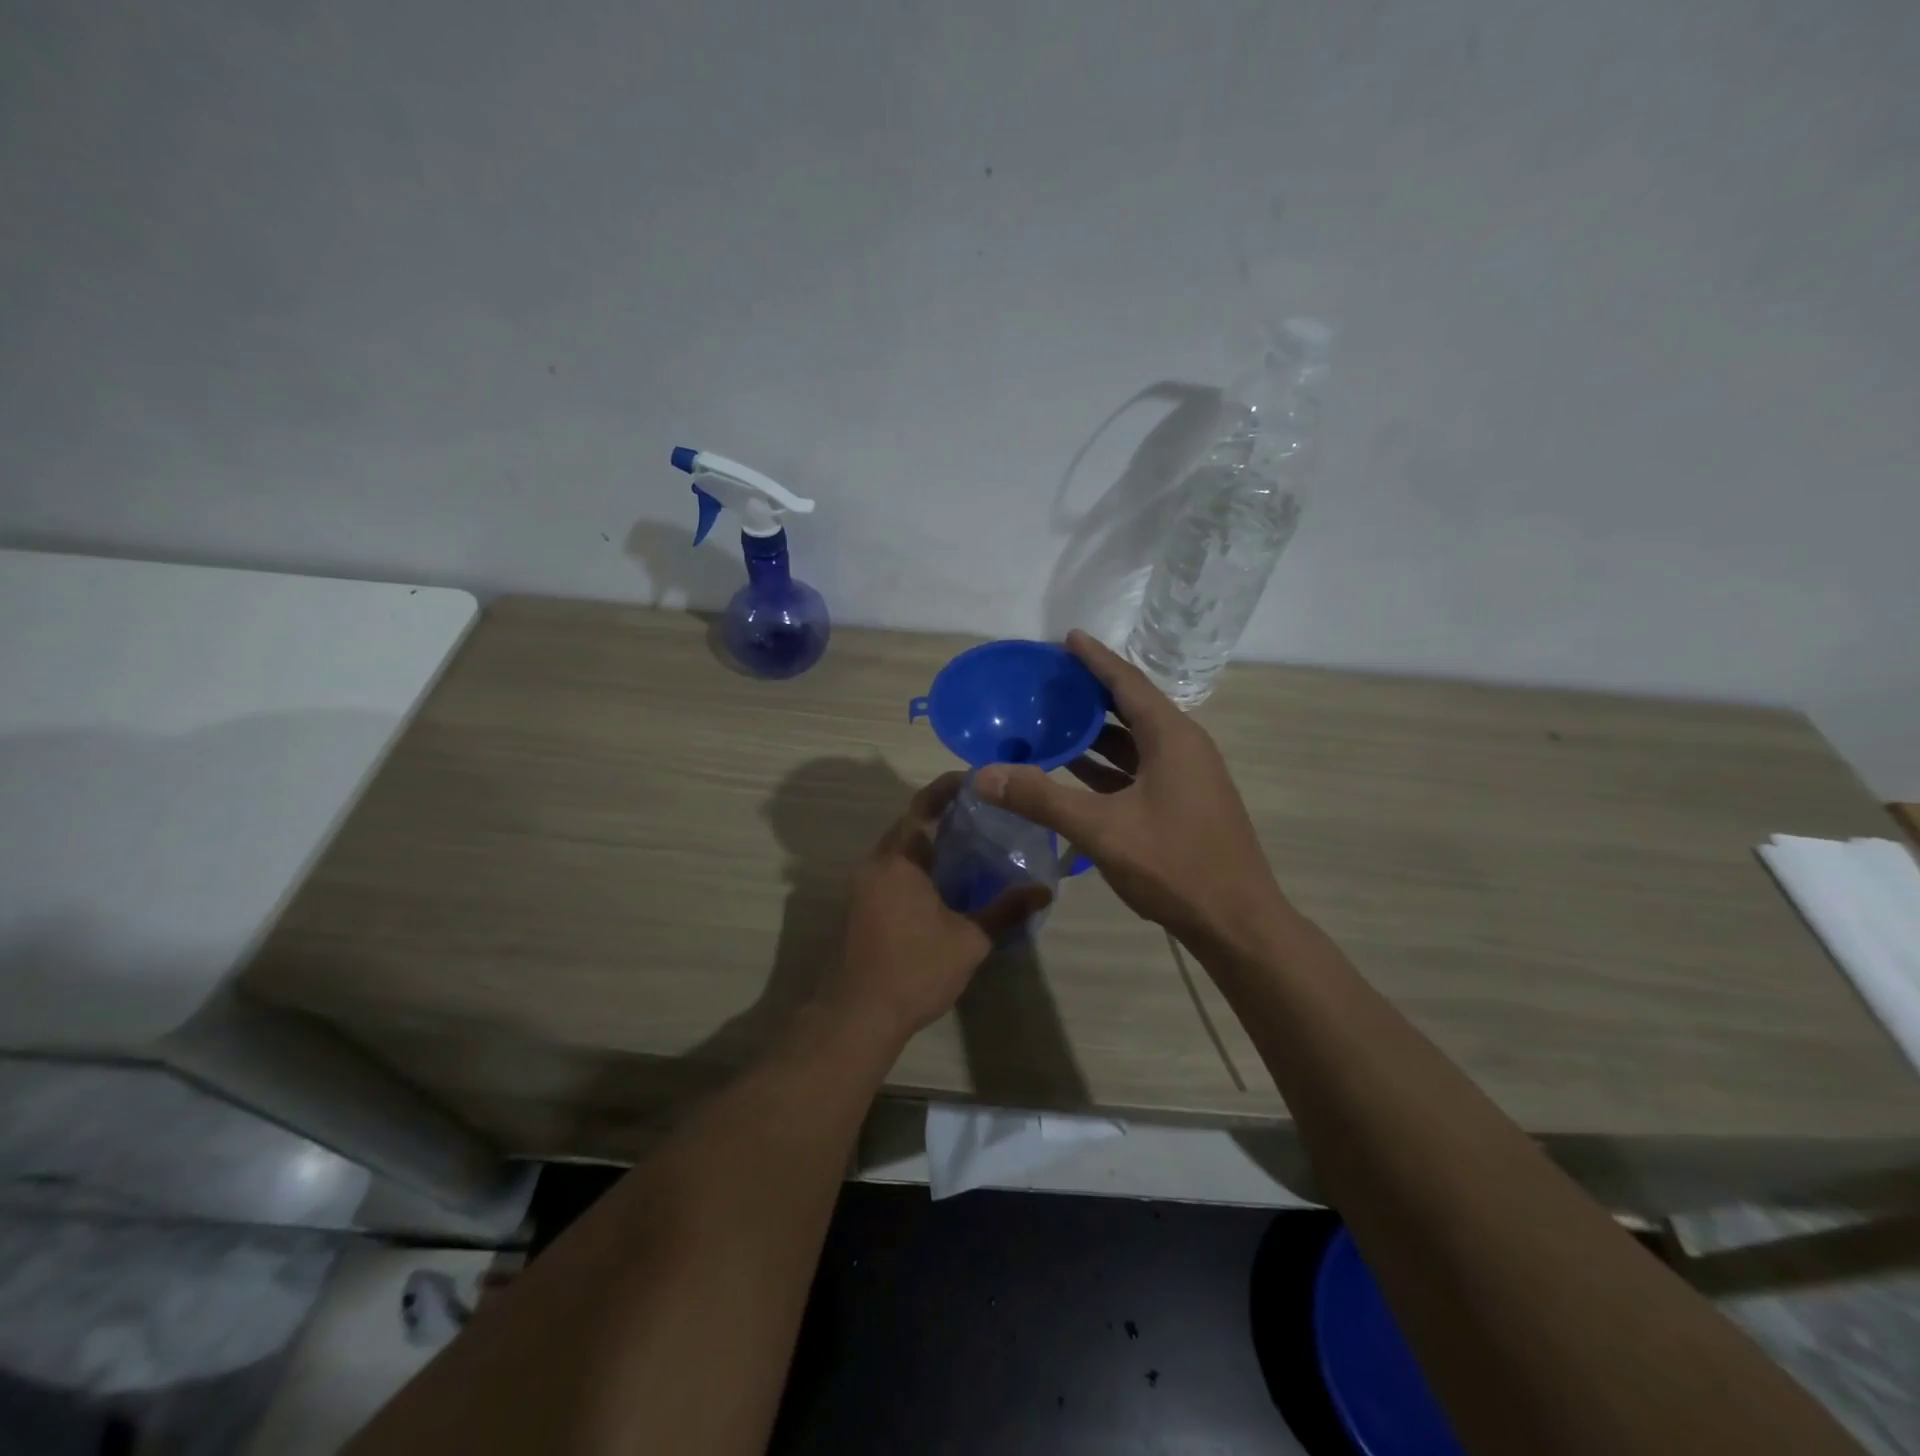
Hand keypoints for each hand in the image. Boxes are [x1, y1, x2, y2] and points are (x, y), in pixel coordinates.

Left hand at [817, 772, 1051, 1042]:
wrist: (857, 1015)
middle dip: (944, 811)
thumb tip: (1044, 890)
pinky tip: (949, 876)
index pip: (924, 805)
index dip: (950, 786)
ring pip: (902, 846)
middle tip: (986, 810)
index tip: (980, 779)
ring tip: (974, 838)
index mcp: (899, 859)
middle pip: (911, 821)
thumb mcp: (969, 941)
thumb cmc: (914, 970)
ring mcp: (865, 883)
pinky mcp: (863, 903)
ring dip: (931, 837)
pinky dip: (920, 860)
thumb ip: (1006, 911)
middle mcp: (877, 862)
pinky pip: (895, 866)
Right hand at [976, 630, 1285, 943]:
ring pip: (1135, 742)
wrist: (1237, 923)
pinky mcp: (1184, 804)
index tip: (1067, 637)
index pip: (1127, 683)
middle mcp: (1184, 747)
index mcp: (1172, 737)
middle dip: (1090, 694)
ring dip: (1096, 733)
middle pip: (1131, 707)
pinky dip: (1107, 765)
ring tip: (1053, 722)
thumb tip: (983, 775)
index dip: (1096, 659)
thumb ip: (1040, 799)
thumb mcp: (1101, 829)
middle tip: (1049, 682)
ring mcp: (1187, 777)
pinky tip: (1075, 772)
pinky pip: (1139, 769)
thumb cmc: (1175, 865)